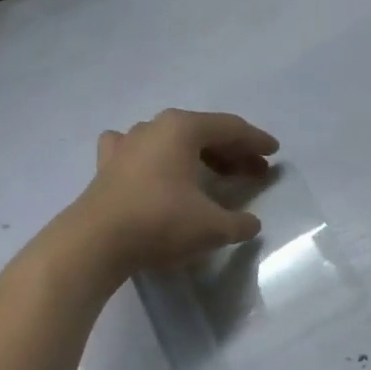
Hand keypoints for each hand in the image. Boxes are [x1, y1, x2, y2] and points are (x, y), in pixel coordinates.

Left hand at [69, 110, 278, 275]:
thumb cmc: (160, 223)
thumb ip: (240, 223)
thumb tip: (251, 223)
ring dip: (200, 155)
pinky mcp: (107, 165)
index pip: (230, 128)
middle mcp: (154, 127)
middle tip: (255, 171)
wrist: (95, 242)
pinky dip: (158, 159)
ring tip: (217, 175)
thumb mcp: (213, 227)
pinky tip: (159, 168)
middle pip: (203, 132)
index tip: (274, 153)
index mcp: (183, 129)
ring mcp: (126, 144)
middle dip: (233, 151)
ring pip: (173, 141)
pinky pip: (141, 152)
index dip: (256, 141)